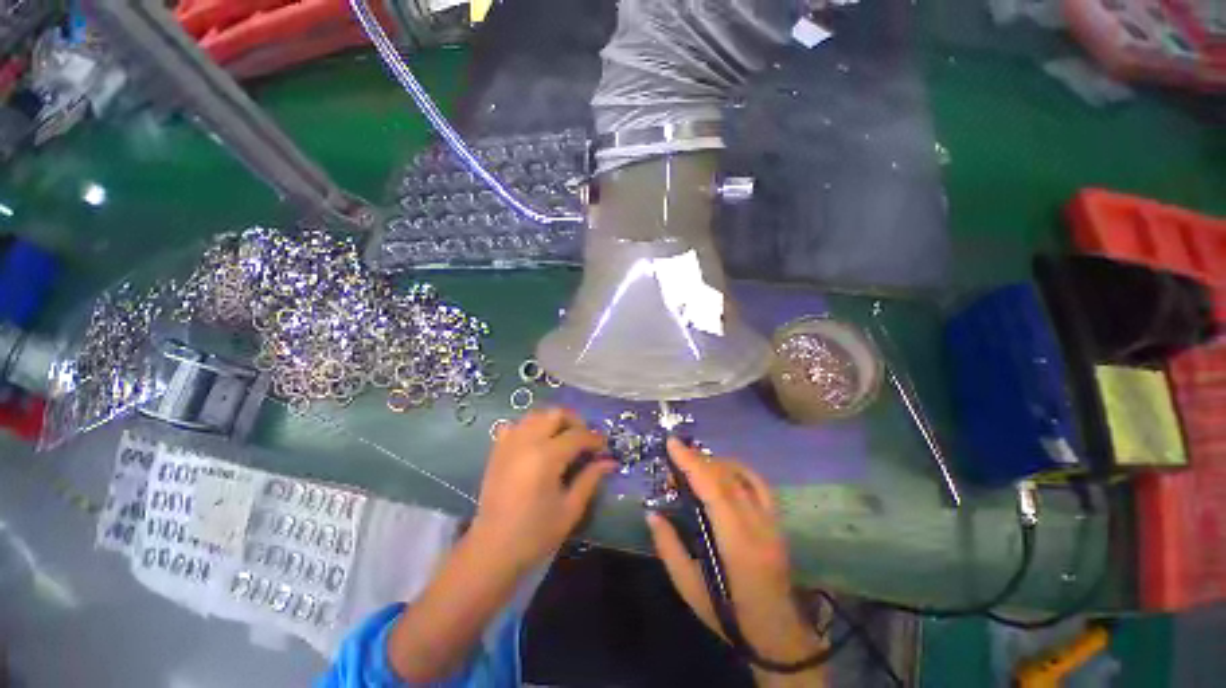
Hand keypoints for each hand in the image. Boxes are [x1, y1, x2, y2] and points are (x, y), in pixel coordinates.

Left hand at [470, 408, 614, 574]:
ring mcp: (509, 444)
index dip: (595, 439)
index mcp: (547, 456)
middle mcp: (527, 442)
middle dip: (575, 422)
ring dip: (553, 421)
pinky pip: (516, 425)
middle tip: (585, 440)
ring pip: (536, 414)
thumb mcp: (570, 509)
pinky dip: (530, 427)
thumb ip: (590, 479)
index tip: (605, 448)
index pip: (577, 435)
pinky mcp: (498, 450)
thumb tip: (610, 462)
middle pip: (556, 414)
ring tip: (563, 438)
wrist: (492, 549)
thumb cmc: (535, 533)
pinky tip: (537, 443)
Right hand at [647, 438, 821, 662]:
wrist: (777, 632)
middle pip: (727, 478)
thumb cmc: (729, 615)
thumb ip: (668, 548)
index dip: (693, 463)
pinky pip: (759, 483)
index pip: (714, 492)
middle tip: (675, 455)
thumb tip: (652, 513)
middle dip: (698, 459)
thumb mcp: (689, 588)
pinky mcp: (778, 521)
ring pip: (743, 476)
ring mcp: (772, 522)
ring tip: (693, 461)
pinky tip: (722, 468)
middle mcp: (758, 527)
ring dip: (715, 462)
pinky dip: (738, 469)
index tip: (672, 443)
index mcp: (737, 546)